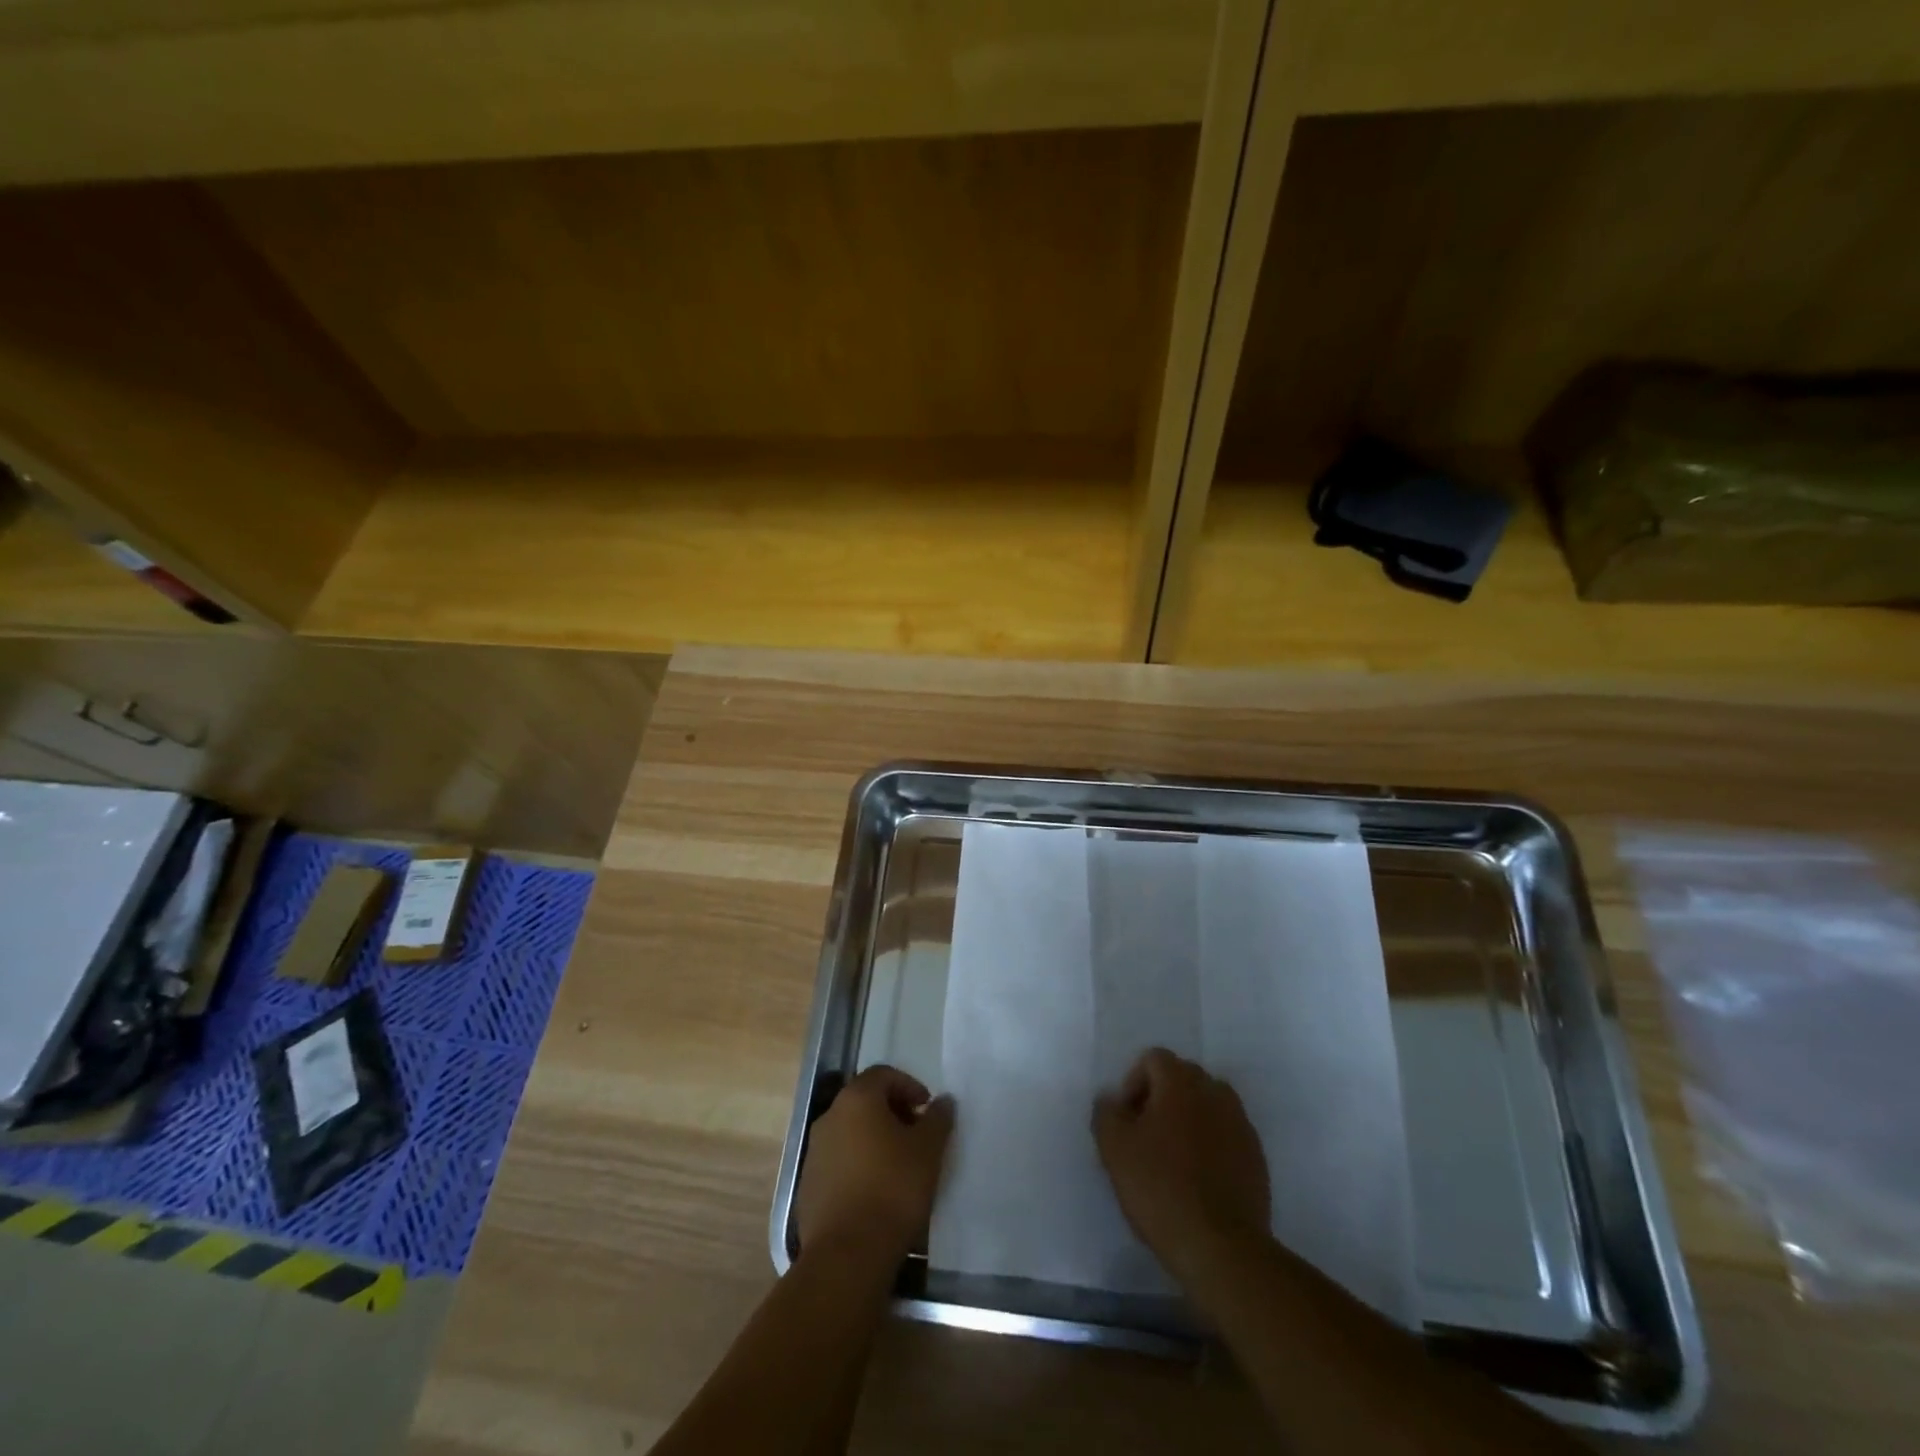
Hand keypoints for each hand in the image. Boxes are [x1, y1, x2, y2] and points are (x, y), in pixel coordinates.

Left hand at [797, 1065, 954, 1261]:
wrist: (847, 1254)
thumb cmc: (893, 1189)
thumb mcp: (928, 1150)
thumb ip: (938, 1119)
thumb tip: (943, 1101)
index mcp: (856, 1099)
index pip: (883, 1074)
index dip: (909, 1086)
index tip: (927, 1109)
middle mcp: (830, 1117)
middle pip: (864, 1101)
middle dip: (892, 1112)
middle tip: (916, 1134)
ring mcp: (815, 1152)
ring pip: (849, 1132)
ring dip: (873, 1139)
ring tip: (899, 1165)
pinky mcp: (808, 1185)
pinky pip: (838, 1161)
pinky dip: (857, 1164)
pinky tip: (876, 1191)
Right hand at [1093, 1048, 1270, 1279]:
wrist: (1221, 1247)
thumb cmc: (1160, 1187)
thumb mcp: (1114, 1148)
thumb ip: (1106, 1112)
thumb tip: (1111, 1100)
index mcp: (1181, 1082)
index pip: (1153, 1059)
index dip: (1133, 1084)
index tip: (1126, 1121)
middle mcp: (1215, 1092)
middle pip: (1182, 1078)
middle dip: (1160, 1098)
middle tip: (1145, 1137)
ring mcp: (1241, 1124)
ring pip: (1207, 1106)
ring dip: (1187, 1120)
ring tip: (1172, 1158)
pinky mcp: (1256, 1158)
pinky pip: (1226, 1135)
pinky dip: (1210, 1145)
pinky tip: (1197, 1180)